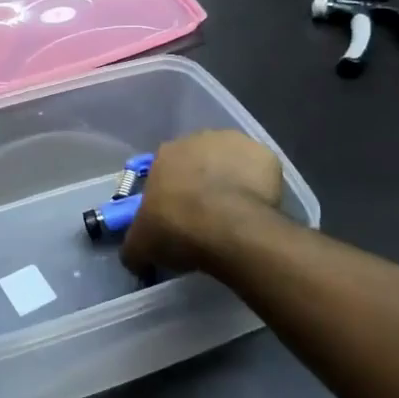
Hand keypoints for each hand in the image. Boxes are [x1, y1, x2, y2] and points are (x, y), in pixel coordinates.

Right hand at [121, 130, 283, 278]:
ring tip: (234, 215)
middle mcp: (197, 139)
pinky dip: (259, 185)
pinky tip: (258, 209)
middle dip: (201, 184)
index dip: (172, 194)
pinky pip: (259, 170)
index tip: (177, 217)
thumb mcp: (141, 245)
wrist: (230, 229)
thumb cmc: (178, 229)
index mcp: (164, 154)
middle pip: (198, 162)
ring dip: (230, 181)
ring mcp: (233, 143)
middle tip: (206, 217)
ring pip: (230, 162)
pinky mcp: (264, 154)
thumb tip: (135, 258)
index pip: (165, 171)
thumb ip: (134, 246)